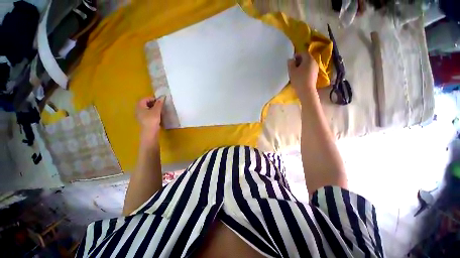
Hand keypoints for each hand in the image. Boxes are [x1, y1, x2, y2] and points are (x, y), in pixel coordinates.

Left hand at [136, 96, 164, 143]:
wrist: (149, 132)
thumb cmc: (152, 120)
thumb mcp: (156, 111)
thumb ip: (159, 103)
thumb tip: (162, 97)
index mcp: (139, 106)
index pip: (145, 99)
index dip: (153, 98)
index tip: (160, 101)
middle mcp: (138, 109)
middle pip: (145, 103)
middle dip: (153, 103)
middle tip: (160, 104)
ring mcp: (140, 115)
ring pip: (146, 108)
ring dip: (153, 107)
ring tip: (160, 109)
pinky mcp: (143, 119)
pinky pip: (147, 113)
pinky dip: (152, 112)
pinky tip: (157, 114)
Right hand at [287, 52, 318, 101]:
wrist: (306, 90)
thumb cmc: (298, 79)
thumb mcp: (292, 71)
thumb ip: (290, 64)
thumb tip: (290, 59)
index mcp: (309, 59)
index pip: (303, 53)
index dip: (297, 55)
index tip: (291, 60)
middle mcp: (314, 62)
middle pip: (307, 58)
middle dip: (300, 60)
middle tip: (293, 65)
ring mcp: (316, 68)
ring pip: (308, 63)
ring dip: (302, 65)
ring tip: (296, 71)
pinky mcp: (315, 74)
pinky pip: (310, 68)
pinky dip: (305, 69)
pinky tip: (300, 75)